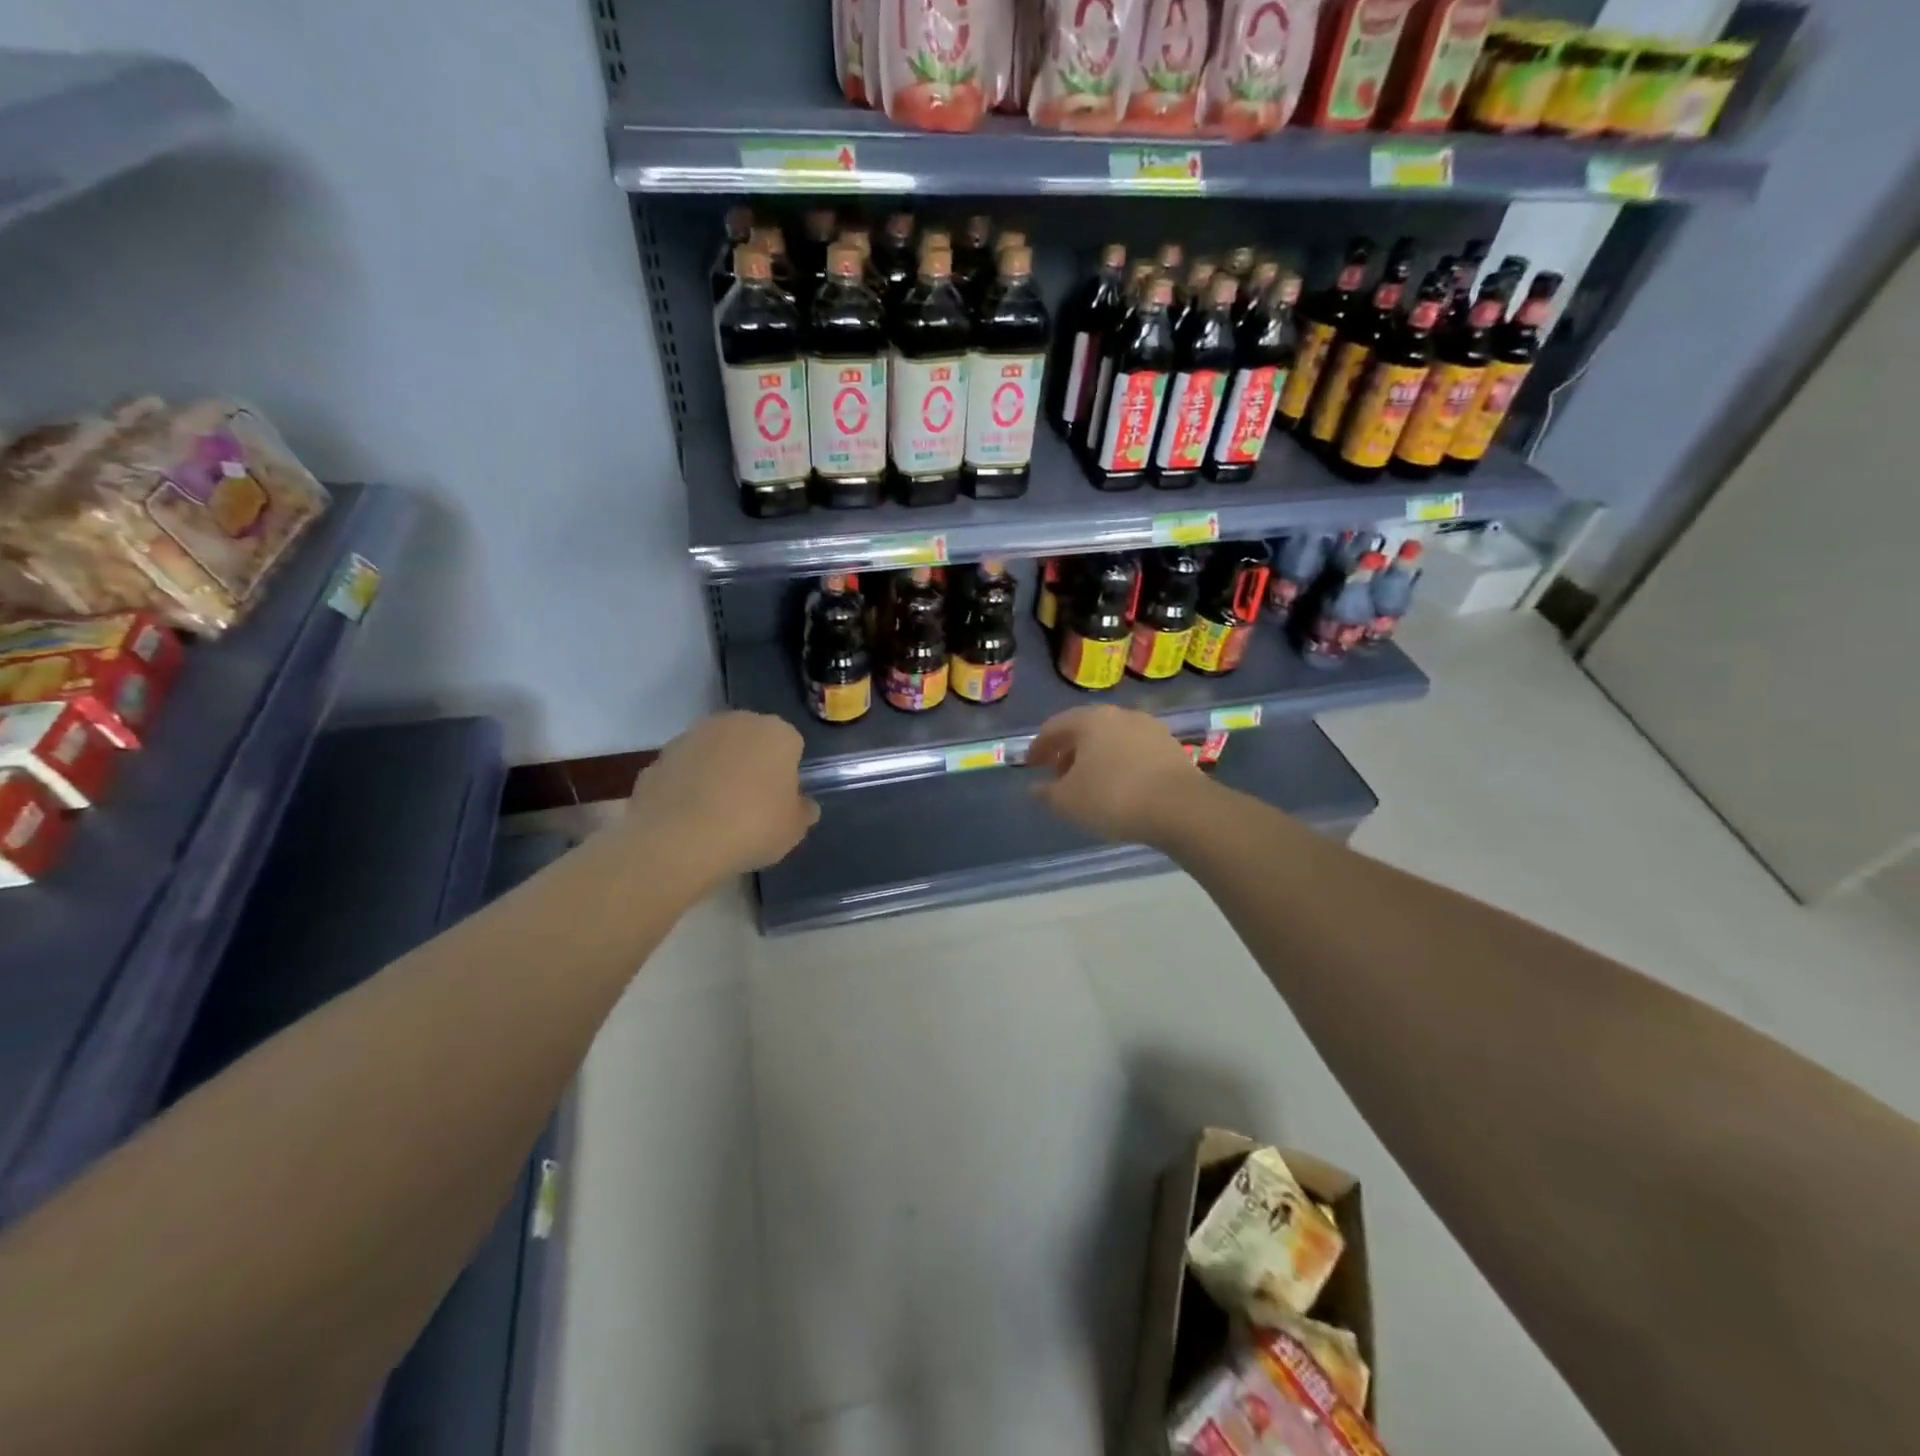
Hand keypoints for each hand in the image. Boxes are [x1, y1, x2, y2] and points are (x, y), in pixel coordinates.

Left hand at [624, 712, 817, 878]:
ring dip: (718, 773)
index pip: (791, 746)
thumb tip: (803, 804)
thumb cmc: (752, 827)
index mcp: (776, 732)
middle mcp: (736, 722)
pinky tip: (688, 818)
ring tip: (716, 815)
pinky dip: (688, 786)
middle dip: (752, 765)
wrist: (677, 840)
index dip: (788, 774)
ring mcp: (693, 735)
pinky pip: (685, 770)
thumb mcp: (794, 829)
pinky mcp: (660, 756)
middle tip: (752, 806)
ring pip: (716, 752)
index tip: (781, 801)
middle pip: (751, 742)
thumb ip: (803, 810)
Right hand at [1026, 705, 1203, 844]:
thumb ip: (1045, 793)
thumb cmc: (1113, 798)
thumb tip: (1034, 788)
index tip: (1031, 765)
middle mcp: (1120, 715)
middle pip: (1085, 729)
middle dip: (1068, 751)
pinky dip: (1120, 763)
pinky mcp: (1171, 746)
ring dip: (1095, 757)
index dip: (1038, 747)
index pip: (1054, 726)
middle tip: (1058, 775)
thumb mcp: (1067, 802)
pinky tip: (1119, 786)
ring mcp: (1149, 728)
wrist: (1180, 808)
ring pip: (1112, 739)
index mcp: (1090, 719)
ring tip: (1090, 783)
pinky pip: (1134, 751)